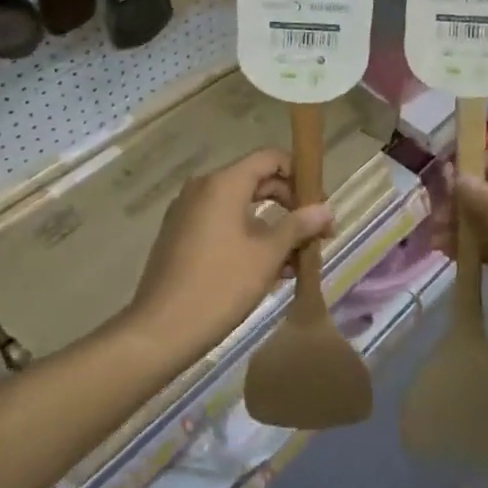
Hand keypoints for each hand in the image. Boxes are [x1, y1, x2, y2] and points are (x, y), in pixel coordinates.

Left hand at [126, 149, 335, 360]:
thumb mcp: (267, 255)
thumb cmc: (220, 285)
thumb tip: (326, 209)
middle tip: (316, 233)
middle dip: (290, 204)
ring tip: (297, 261)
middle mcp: (202, 188)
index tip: (319, 204)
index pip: (269, 158)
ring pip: (240, 207)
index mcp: (223, 184)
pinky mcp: (180, 236)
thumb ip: (298, 226)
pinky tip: (269, 270)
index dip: (299, 175)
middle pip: (256, 181)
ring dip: (272, 227)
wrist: (161, 329)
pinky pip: (222, 224)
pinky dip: (248, 237)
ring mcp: (187, 212)